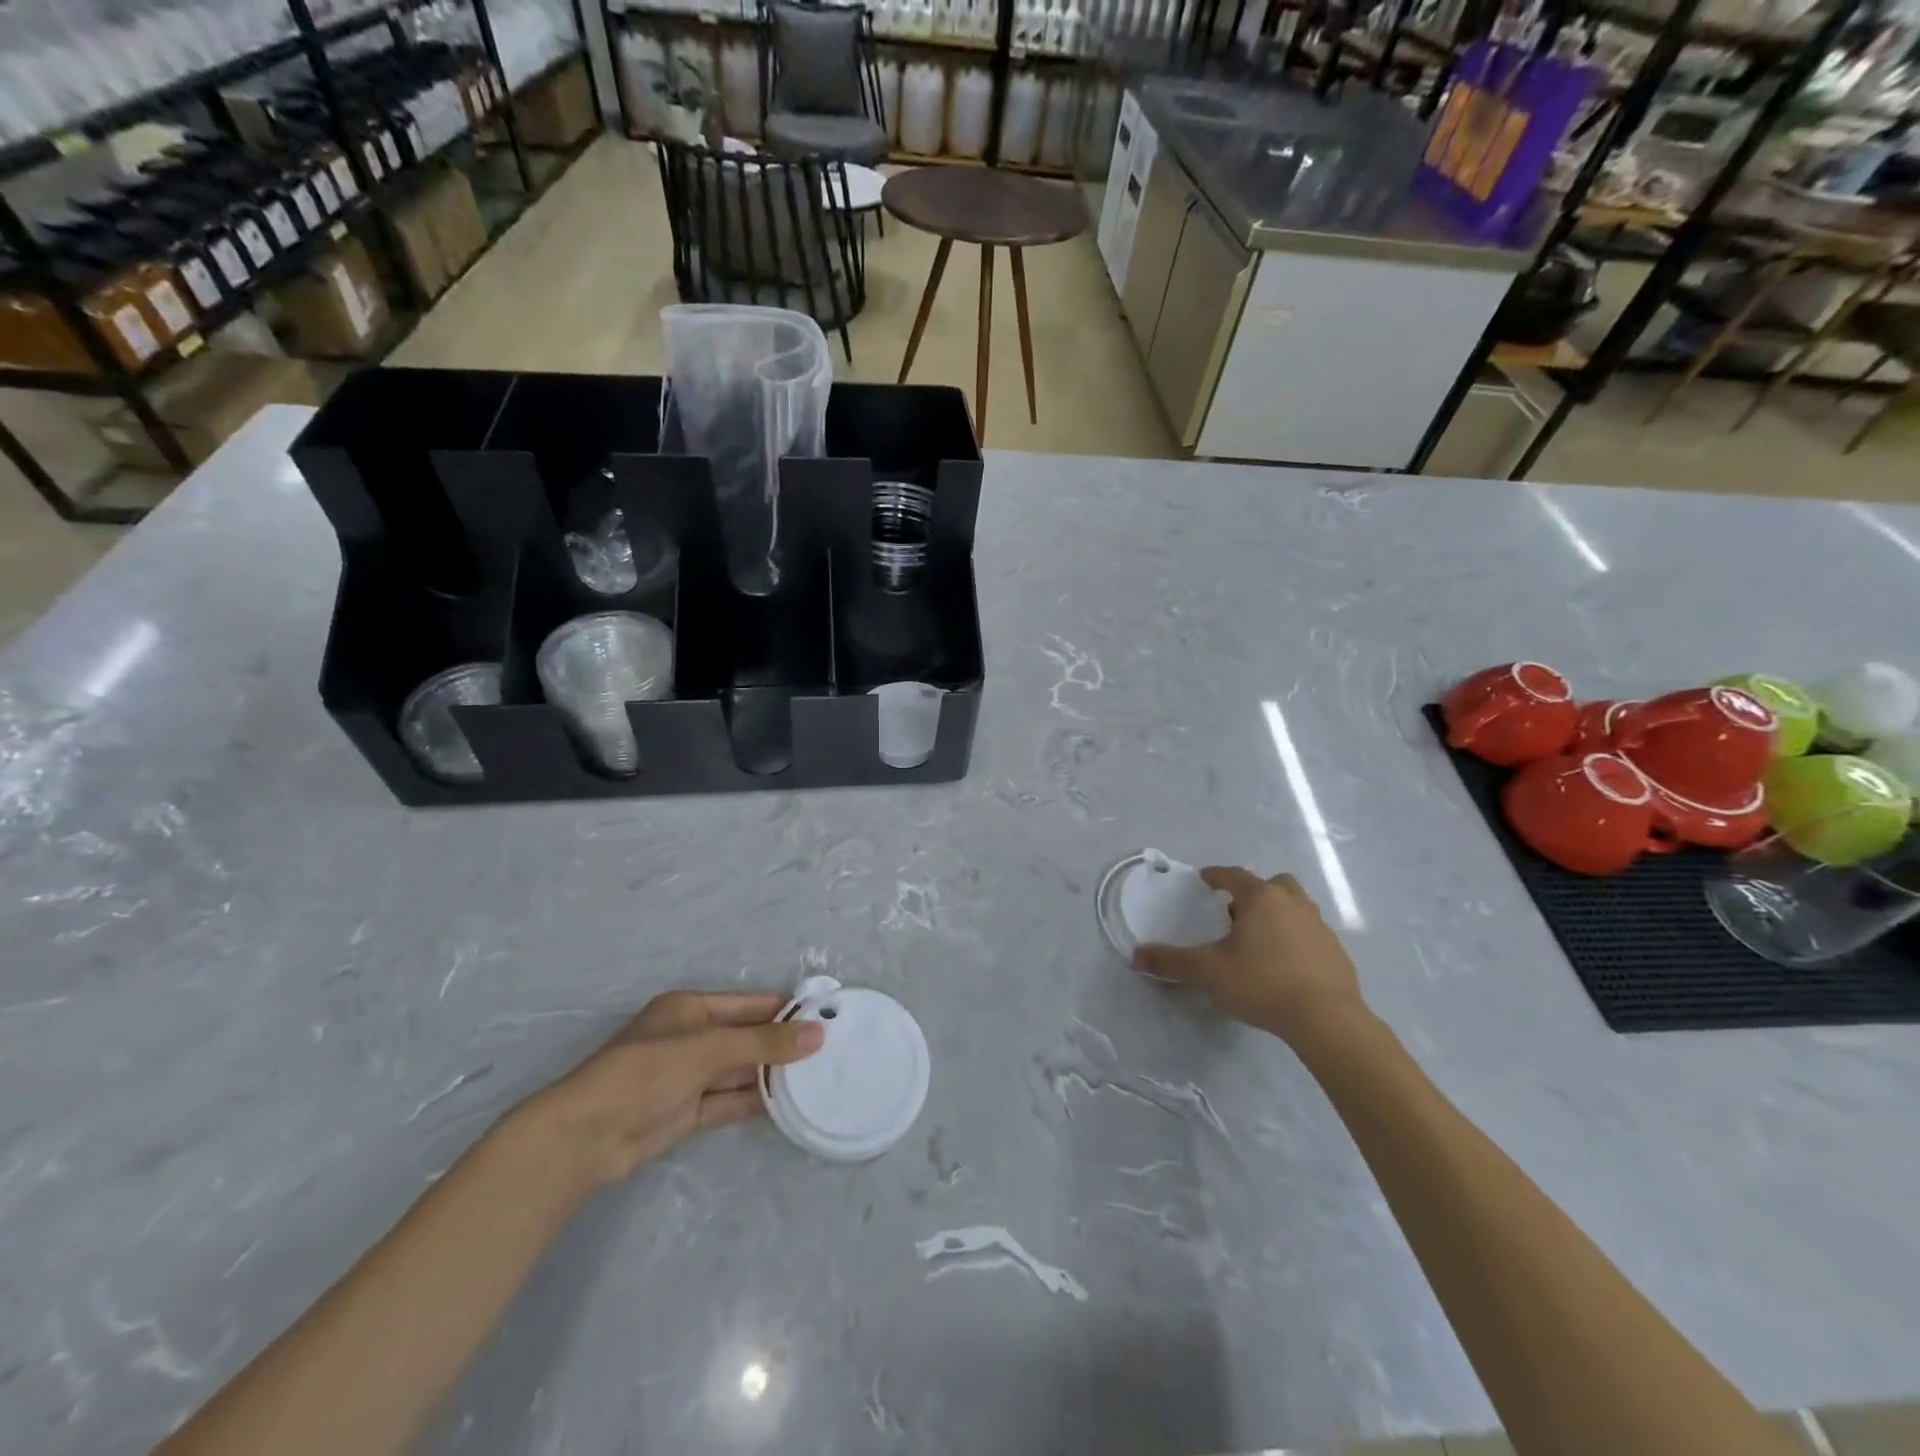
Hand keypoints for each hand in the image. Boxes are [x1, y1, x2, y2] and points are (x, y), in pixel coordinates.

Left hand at [529, 991, 822, 1186]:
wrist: (584, 1138)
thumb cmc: (645, 1072)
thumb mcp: (708, 1048)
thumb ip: (763, 1042)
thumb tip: (817, 1034)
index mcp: (691, 1009)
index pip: (749, 1004)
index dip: (785, 1009)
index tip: (826, 1016)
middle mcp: (691, 1038)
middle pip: (746, 1037)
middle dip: (782, 1044)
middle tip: (831, 1050)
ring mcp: (688, 1078)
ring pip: (739, 1071)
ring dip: (772, 1075)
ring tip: (819, 1078)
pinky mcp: (686, 1113)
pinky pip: (729, 1102)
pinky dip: (755, 1102)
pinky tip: (789, 1104)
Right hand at [1134, 868, 1365, 1044]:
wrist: (1326, 1019)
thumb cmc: (1262, 983)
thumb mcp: (1209, 972)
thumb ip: (1172, 962)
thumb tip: (1136, 955)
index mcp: (1261, 898)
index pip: (1234, 876)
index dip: (1216, 876)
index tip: (1204, 880)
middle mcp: (1293, 903)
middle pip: (1274, 884)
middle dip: (1254, 892)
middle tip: (1236, 911)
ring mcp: (1319, 926)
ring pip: (1296, 907)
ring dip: (1278, 913)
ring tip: (1259, 939)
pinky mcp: (1336, 952)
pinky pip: (1310, 933)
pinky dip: (1296, 939)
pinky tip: (1284, 964)